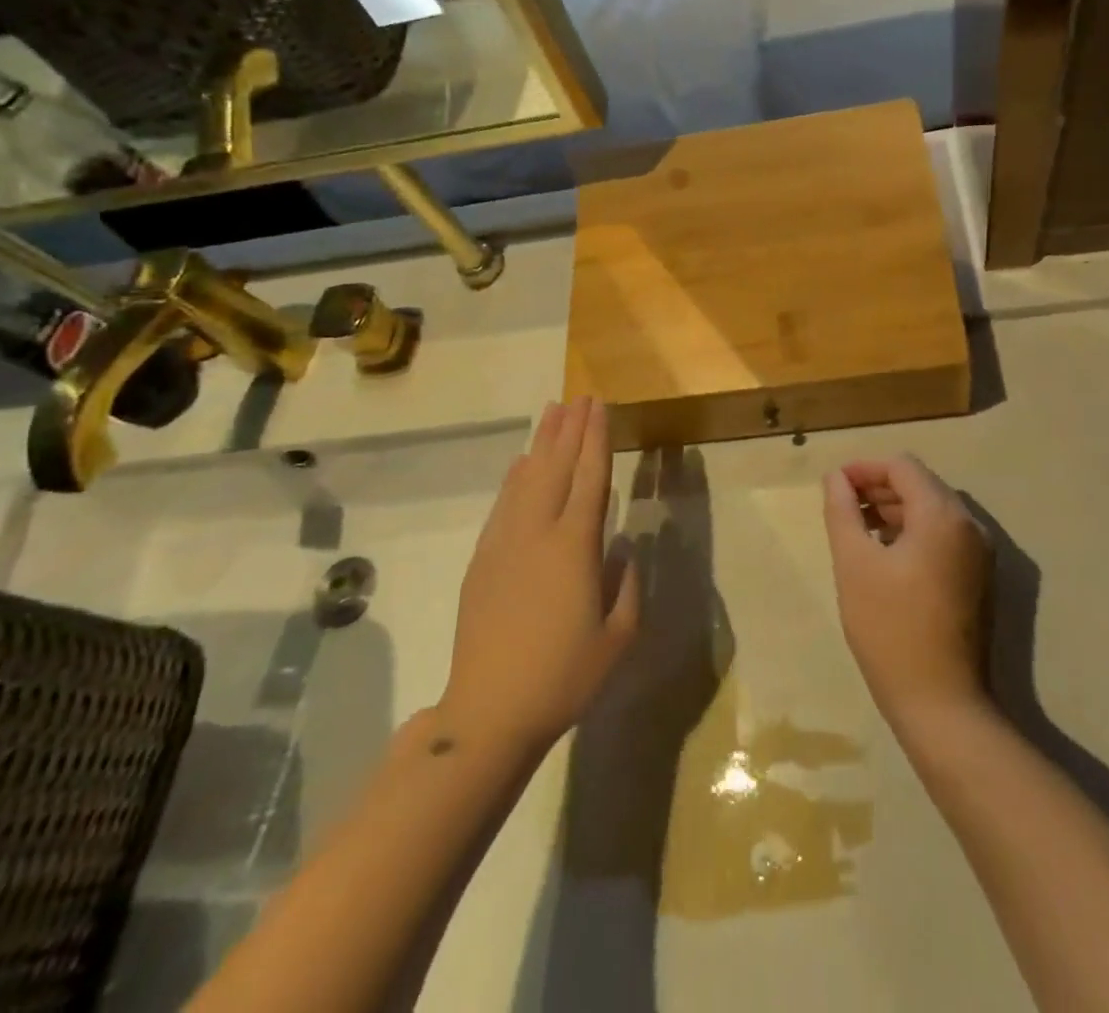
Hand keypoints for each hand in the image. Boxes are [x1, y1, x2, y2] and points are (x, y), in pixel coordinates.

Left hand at [441, 398, 639, 751]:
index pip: (590, 477)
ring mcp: (505, 543)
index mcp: (575, 546)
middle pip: (555, 467)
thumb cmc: (564, 676)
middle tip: (579, 397)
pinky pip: (503, 504)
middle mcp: (538, 532)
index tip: (599, 407)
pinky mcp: (482, 559)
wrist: (489, 711)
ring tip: (551, 413)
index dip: (596, 439)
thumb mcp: (617, 637)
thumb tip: (623, 548)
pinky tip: (521, 464)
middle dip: (569, 429)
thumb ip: (626, 585)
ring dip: (540, 443)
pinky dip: (515, 478)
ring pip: (526, 479)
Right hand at [822, 455, 989, 729]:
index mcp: (942, 515)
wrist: (941, 704)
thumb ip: (843, 511)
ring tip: (859, 530)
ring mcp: (980, 554)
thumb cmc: (890, 628)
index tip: (835, 485)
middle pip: (921, 485)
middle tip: (843, 507)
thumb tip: (836, 477)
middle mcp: (970, 525)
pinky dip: (914, 532)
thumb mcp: (854, 564)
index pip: (903, 466)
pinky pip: (944, 536)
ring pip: (933, 511)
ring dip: (895, 510)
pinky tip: (886, 555)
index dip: (865, 468)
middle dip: (879, 488)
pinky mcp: (980, 579)